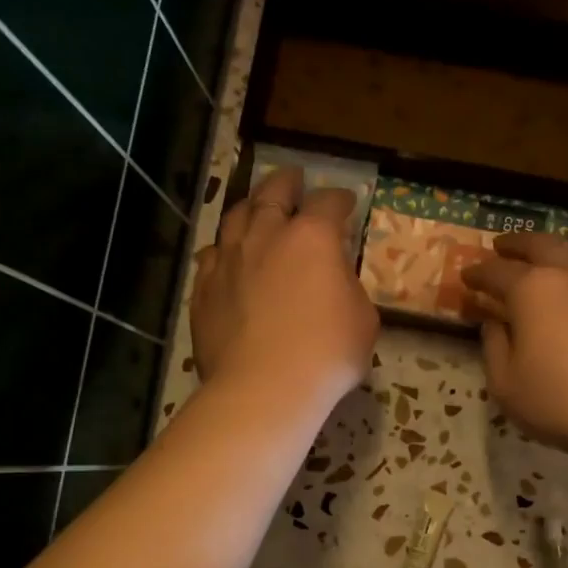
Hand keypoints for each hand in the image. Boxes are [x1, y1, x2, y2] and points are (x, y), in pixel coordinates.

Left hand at [192, 166, 378, 411]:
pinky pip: (211, 256)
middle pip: (273, 193)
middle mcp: (266, 236)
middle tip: (293, 179)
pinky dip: (223, 249)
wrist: (265, 388)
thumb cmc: (327, 354)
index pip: (329, 202)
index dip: (340, 199)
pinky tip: (225, 255)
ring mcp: (229, 260)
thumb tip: (335, 282)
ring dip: (250, 208)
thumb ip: (349, 289)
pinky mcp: (205, 288)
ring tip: (255, 208)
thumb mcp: (363, 320)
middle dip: (287, 183)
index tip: (346, 203)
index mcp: (312, 238)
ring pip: (235, 217)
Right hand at [462, 233, 567, 459]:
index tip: (466, 275)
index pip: (496, 271)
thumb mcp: (507, 385)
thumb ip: (495, 348)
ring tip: (540, 273)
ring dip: (551, 260)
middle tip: (501, 247)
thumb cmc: (561, 400)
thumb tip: (493, 325)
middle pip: (540, 245)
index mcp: (532, 290)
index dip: (477, 273)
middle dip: (517, 243)